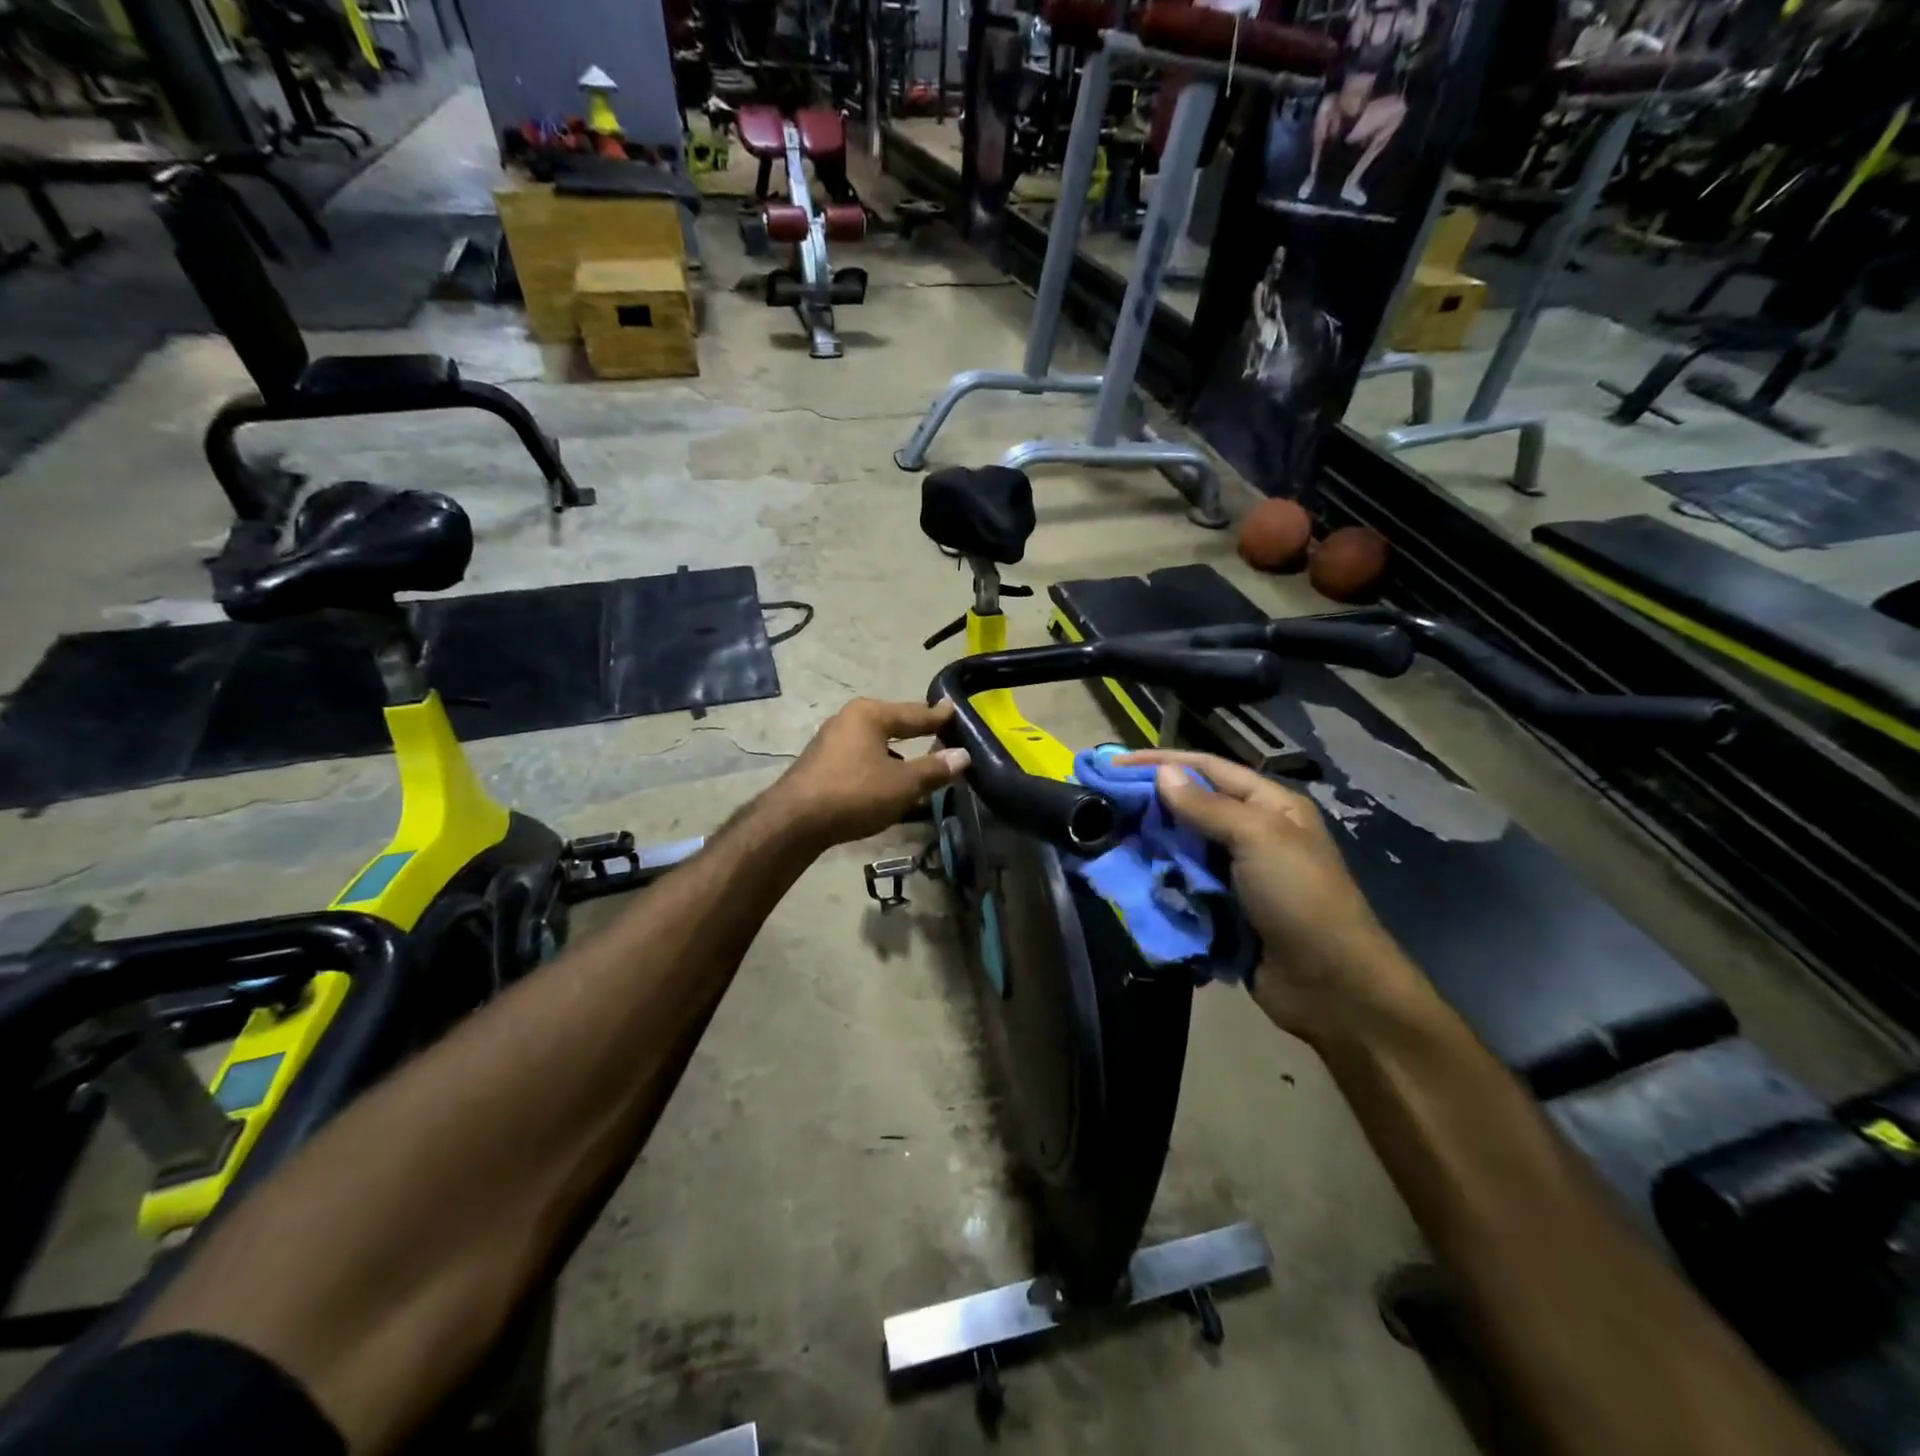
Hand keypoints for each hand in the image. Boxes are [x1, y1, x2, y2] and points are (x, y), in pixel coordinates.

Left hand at [770, 698, 970, 848]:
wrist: (794, 821)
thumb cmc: (855, 794)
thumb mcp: (903, 784)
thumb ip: (934, 769)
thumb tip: (963, 755)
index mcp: (869, 715)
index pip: (913, 713)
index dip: (936, 716)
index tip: (953, 709)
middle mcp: (847, 720)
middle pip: (891, 722)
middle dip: (913, 729)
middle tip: (937, 730)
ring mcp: (829, 741)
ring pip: (873, 742)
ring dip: (895, 752)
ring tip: (915, 762)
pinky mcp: (819, 764)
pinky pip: (859, 757)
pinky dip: (877, 764)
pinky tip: (884, 780)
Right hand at [1117, 750, 1429, 1045]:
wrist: (1332, 986)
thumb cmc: (1300, 898)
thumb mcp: (1258, 839)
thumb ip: (1206, 806)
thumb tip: (1161, 773)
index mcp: (1268, 805)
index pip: (1206, 768)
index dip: (1160, 762)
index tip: (1114, 764)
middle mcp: (1250, 832)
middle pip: (1189, 806)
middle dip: (1148, 802)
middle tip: (1102, 801)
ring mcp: (1234, 873)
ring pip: (1181, 846)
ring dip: (1149, 843)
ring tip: (1107, 838)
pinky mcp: (1221, 908)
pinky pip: (1182, 884)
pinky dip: (1158, 880)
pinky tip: (1129, 877)